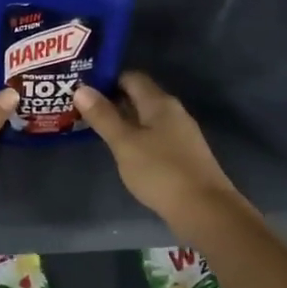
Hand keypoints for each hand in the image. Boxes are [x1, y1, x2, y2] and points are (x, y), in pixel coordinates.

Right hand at [75, 72, 244, 239]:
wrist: (204, 209)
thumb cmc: (161, 172)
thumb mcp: (125, 143)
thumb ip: (103, 116)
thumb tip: (81, 88)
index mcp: (160, 103)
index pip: (131, 77)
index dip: (106, 79)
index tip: (82, 89)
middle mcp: (173, 112)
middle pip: (139, 97)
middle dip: (112, 100)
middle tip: (81, 109)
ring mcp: (180, 134)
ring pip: (146, 119)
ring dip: (123, 121)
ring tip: (95, 129)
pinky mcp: (182, 155)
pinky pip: (154, 137)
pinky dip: (135, 138)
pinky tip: (122, 151)